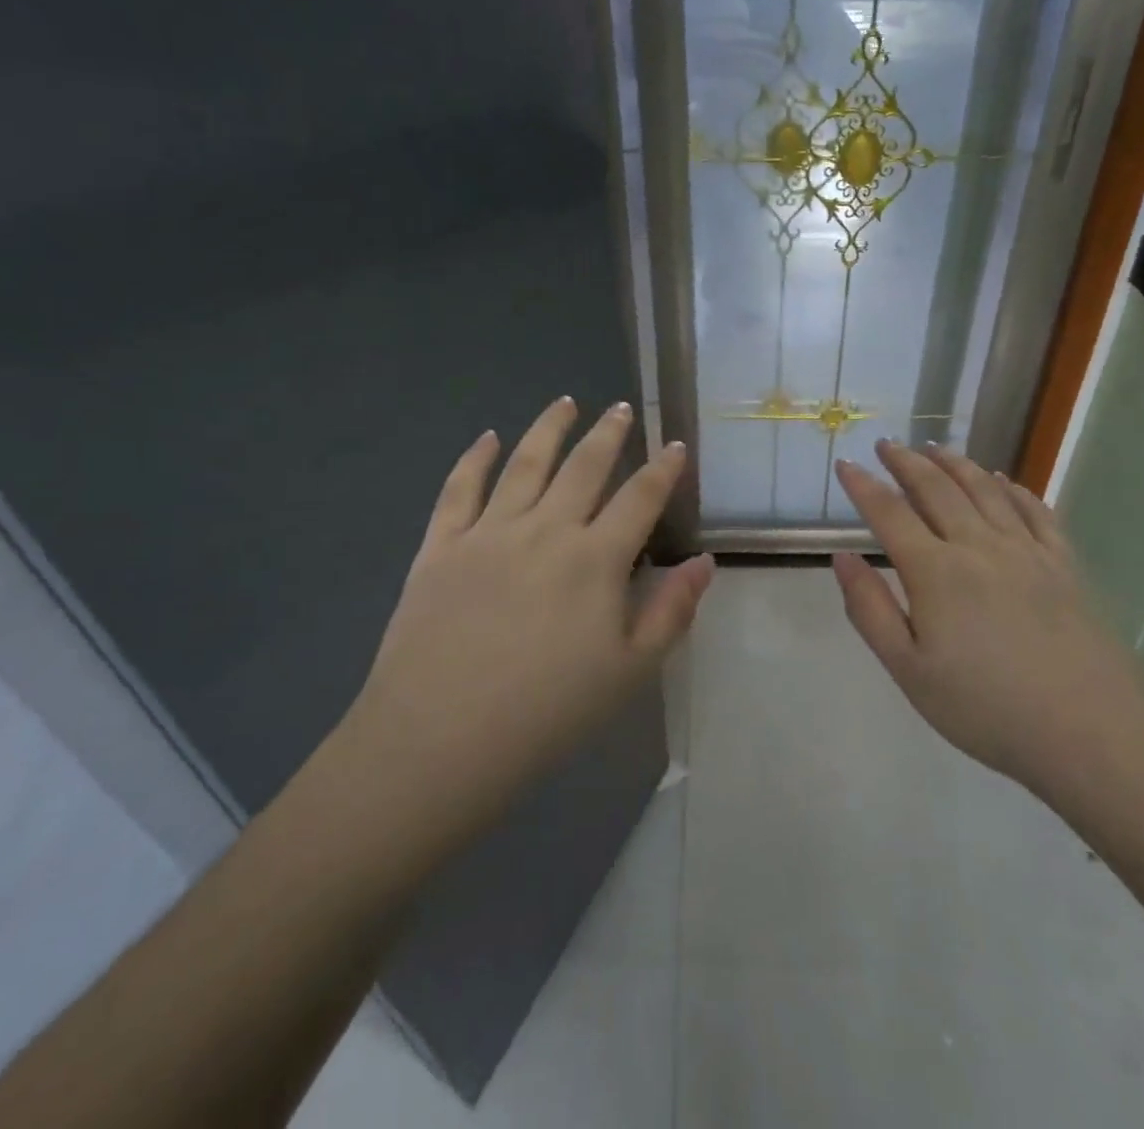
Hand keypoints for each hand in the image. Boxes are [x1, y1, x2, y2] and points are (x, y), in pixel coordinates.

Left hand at [343, 398, 713, 837]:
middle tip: (620, 408)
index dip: (662, 469)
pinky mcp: (441, 546)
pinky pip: (459, 489)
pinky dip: (475, 458)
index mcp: (595, 560)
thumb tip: (704, 562)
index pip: (639, 499)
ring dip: (548, 429)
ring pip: (525, 463)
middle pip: (584, 467)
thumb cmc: (547, 713)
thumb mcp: (630, 671)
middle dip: (608, 434)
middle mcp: (545, 530)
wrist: (439, 740)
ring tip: (565, 402)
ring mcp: (488, 532)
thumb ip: (671, 611)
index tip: (675, 445)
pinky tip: (487, 437)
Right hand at [831, 440, 1143, 799]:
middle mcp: (979, 546)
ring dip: (955, 463)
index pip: (889, 512)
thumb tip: (843, 557)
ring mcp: (1027, 551)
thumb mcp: (909, 670)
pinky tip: (1002, 480)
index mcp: (936, 571)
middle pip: (936, 488)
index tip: (845, 464)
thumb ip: (870, 609)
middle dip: (906, 462)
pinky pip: (1034, 511)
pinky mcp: (1064, 564)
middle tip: (887, 445)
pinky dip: (1012, 488)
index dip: (863, 486)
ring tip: (935, 448)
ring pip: (984, 489)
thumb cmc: (986, 708)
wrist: (1092, 733)